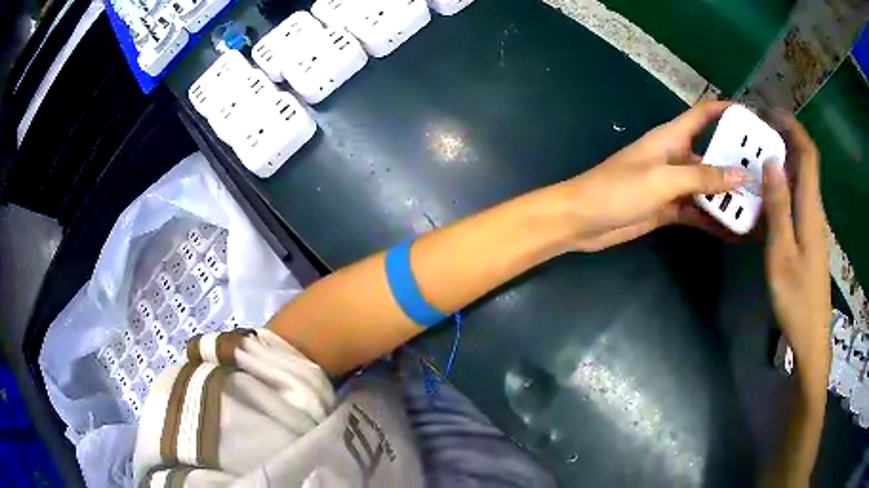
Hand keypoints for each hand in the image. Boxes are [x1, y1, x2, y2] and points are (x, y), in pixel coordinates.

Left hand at [562, 101, 746, 250]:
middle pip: (713, 155)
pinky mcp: (669, 209)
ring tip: (758, 208)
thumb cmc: (619, 189)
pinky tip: (735, 231)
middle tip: (767, 176)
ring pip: (709, 188)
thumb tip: (740, 174)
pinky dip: (714, 220)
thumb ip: (702, 177)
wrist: (583, 220)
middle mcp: (677, 158)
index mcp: (672, 138)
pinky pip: (698, 212)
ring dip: (730, 198)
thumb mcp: (663, 179)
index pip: (703, 115)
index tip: (752, 117)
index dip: (725, 110)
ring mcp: (674, 185)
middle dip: (738, 164)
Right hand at [763, 116, 829, 387]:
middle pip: (805, 163)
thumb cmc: (796, 299)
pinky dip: (783, 188)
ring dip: (782, 164)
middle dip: (784, 140)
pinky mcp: (809, 239)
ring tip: (756, 160)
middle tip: (756, 134)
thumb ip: (778, 206)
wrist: (811, 337)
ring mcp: (813, 225)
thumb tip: (771, 161)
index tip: (770, 112)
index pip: (808, 153)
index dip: (793, 127)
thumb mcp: (782, 254)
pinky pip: (797, 201)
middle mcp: (815, 210)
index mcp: (810, 208)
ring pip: (801, 182)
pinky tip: (766, 198)